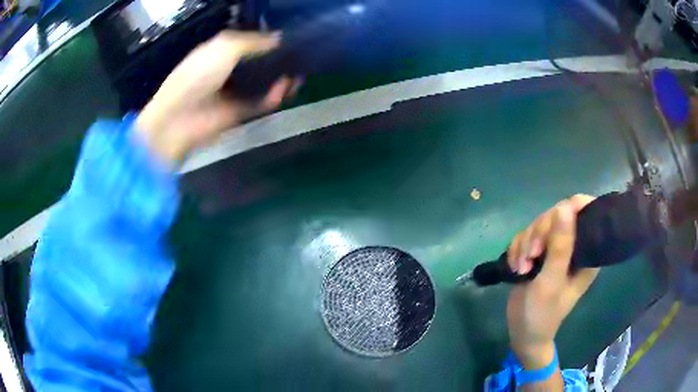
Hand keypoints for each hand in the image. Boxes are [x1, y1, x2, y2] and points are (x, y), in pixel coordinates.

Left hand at [136, 31, 298, 163]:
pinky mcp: (238, 113)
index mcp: (219, 53)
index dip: (266, 41)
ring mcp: (233, 93)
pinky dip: (274, 96)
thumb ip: (253, 41)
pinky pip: (261, 103)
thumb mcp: (224, 47)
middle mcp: (227, 71)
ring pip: (262, 84)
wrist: (179, 118)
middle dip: (277, 61)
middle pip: (257, 64)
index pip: (248, 43)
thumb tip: (279, 38)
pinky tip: (286, 86)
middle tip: (298, 58)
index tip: (288, 39)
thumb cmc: (197, 75)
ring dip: (279, 79)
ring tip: (298, 73)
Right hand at [506, 195, 599, 368]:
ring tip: (522, 267)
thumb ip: (561, 246)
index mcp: (587, 251)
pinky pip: (525, 236)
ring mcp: (555, 248)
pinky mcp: (538, 253)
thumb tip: (565, 207)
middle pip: (557, 215)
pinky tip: (515, 267)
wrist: (523, 332)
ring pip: (539, 224)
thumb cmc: (543, 312)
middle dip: (539, 233)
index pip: (586, 212)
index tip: (551, 223)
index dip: (570, 208)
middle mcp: (573, 245)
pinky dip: (517, 249)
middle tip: (531, 256)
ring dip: (525, 244)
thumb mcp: (551, 281)